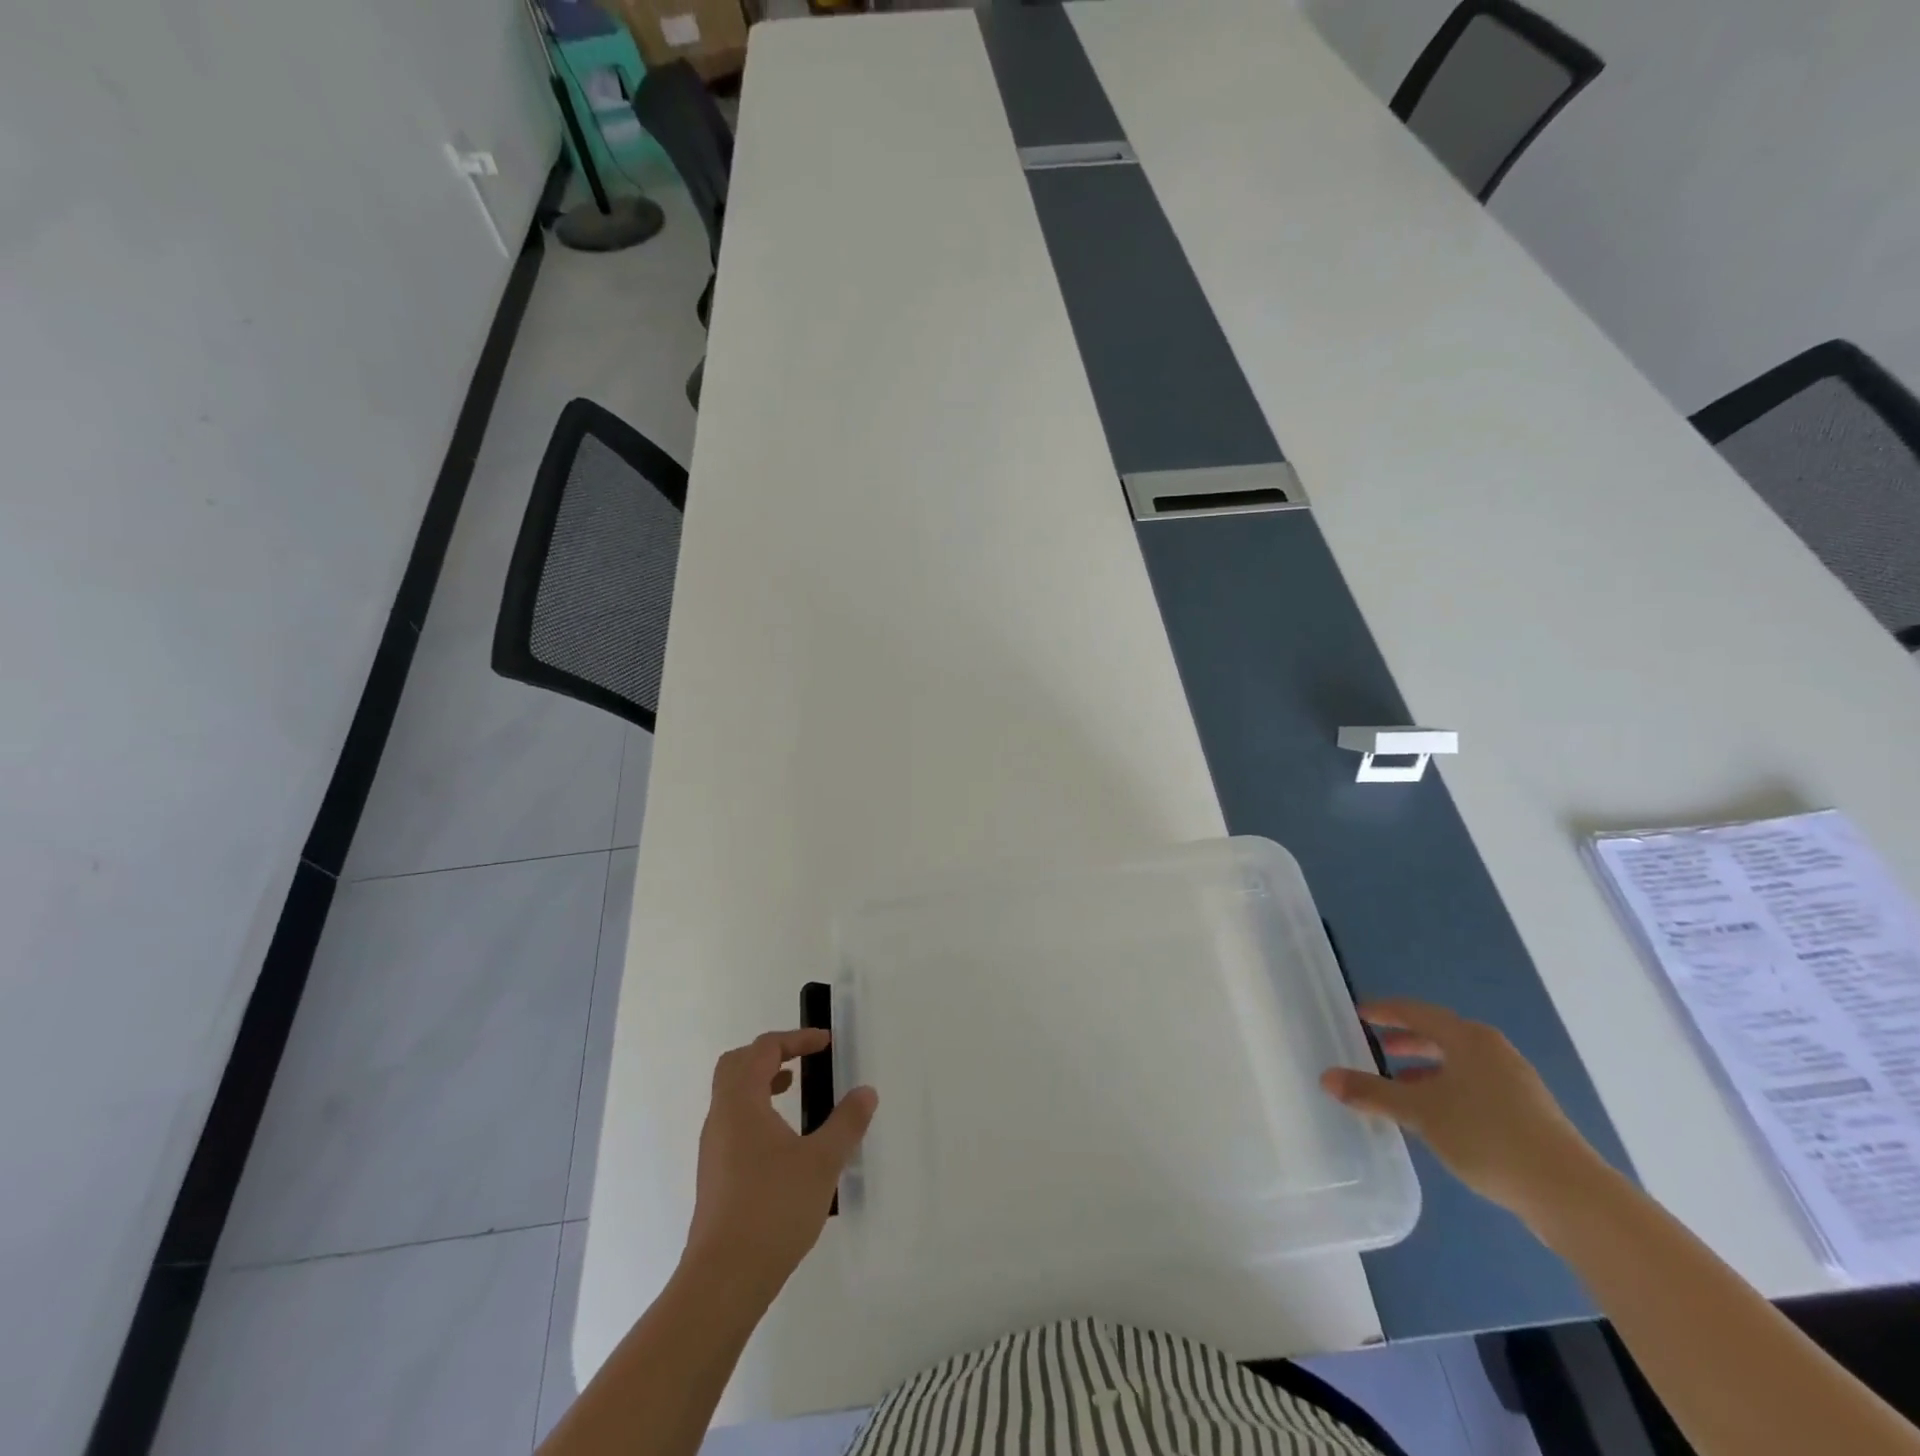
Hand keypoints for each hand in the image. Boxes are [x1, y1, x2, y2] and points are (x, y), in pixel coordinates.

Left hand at [685, 1029, 876, 1298]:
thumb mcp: (822, 1161)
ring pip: (732, 1096)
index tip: (826, 1044)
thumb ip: (846, 1122)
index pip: (763, 1049)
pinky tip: (783, 1140)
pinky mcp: (715, 1176)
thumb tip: (866, 1093)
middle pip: (737, 1065)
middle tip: (803, 1059)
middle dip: (771, 1054)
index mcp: (741, 1102)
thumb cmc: (773, 1208)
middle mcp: (721, 1118)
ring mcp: (713, 1149)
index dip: (796, 1039)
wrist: (724, 1280)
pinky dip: (757, 1111)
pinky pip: (734, 1123)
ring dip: (762, 1082)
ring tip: (795, 1092)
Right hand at [1319, 998, 1602, 1225]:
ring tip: (1399, 1084)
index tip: (1358, 1014)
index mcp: (1468, 1038)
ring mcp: (1515, 1083)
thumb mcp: (1419, 1111)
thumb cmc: (1486, 1135)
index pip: (1416, 1012)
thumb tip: (1326, 1078)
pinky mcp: (1528, 1113)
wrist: (1570, 1194)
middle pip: (1440, 1035)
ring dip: (1426, 1069)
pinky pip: (1474, 1087)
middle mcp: (1493, 1051)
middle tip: (1375, 1046)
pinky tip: (1434, 1116)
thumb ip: (1372, 1092)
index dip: (1384, 1012)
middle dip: (1406, 1040)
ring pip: (1458, 1064)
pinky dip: (1447, 1090)